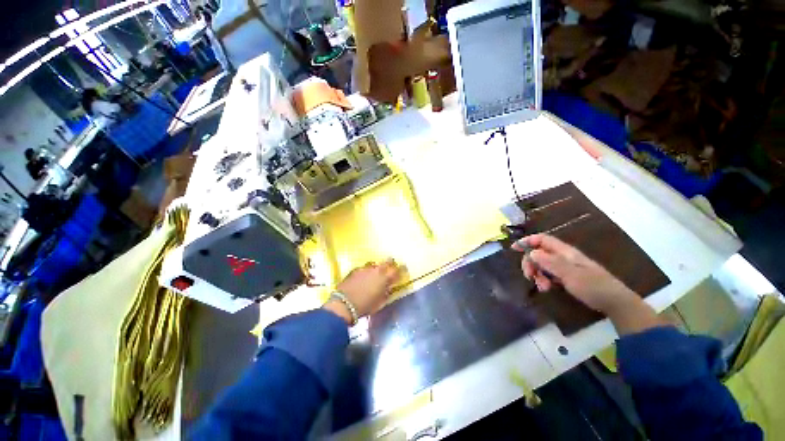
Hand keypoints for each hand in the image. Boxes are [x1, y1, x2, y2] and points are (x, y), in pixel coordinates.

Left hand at [324, 259, 401, 322]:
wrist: (344, 304)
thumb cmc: (365, 306)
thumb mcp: (380, 302)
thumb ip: (386, 292)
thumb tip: (388, 287)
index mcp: (385, 278)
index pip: (397, 270)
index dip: (402, 269)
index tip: (404, 269)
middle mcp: (377, 270)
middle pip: (387, 261)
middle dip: (390, 263)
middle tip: (390, 268)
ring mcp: (365, 268)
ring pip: (375, 264)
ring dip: (377, 268)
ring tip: (375, 274)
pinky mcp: (355, 269)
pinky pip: (364, 268)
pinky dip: (367, 271)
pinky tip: (363, 277)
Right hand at [512, 234, 637, 314]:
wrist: (614, 302)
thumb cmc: (594, 286)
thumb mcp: (572, 275)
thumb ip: (551, 263)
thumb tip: (531, 252)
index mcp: (564, 252)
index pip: (542, 239)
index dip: (527, 241)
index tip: (514, 248)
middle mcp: (562, 256)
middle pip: (539, 253)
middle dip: (530, 263)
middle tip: (529, 276)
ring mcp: (564, 266)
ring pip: (542, 264)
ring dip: (537, 274)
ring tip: (542, 287)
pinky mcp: (566, 276)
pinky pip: (548, 274)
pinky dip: (543, 280)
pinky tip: (547, 288)